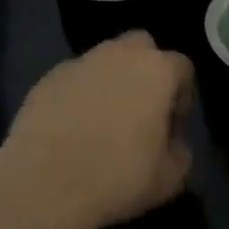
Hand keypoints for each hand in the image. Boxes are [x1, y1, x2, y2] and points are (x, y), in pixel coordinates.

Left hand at [0, 32, 194, 228]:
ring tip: (104, 119)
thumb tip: (172, 143)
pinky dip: (79, 93)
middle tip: (141, 108)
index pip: (182, 67)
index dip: (183, 95)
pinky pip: (74, 78)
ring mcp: (80, 62)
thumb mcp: (169, 179)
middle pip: (141, 46)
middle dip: (146, 69)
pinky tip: (72, 126)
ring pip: (104, 58)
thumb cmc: (117, 177)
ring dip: (110, 79)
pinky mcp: (48, 78)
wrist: (45, 183)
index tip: (172, 125)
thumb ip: (180, 152)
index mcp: (156, 70)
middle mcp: (119, 54)